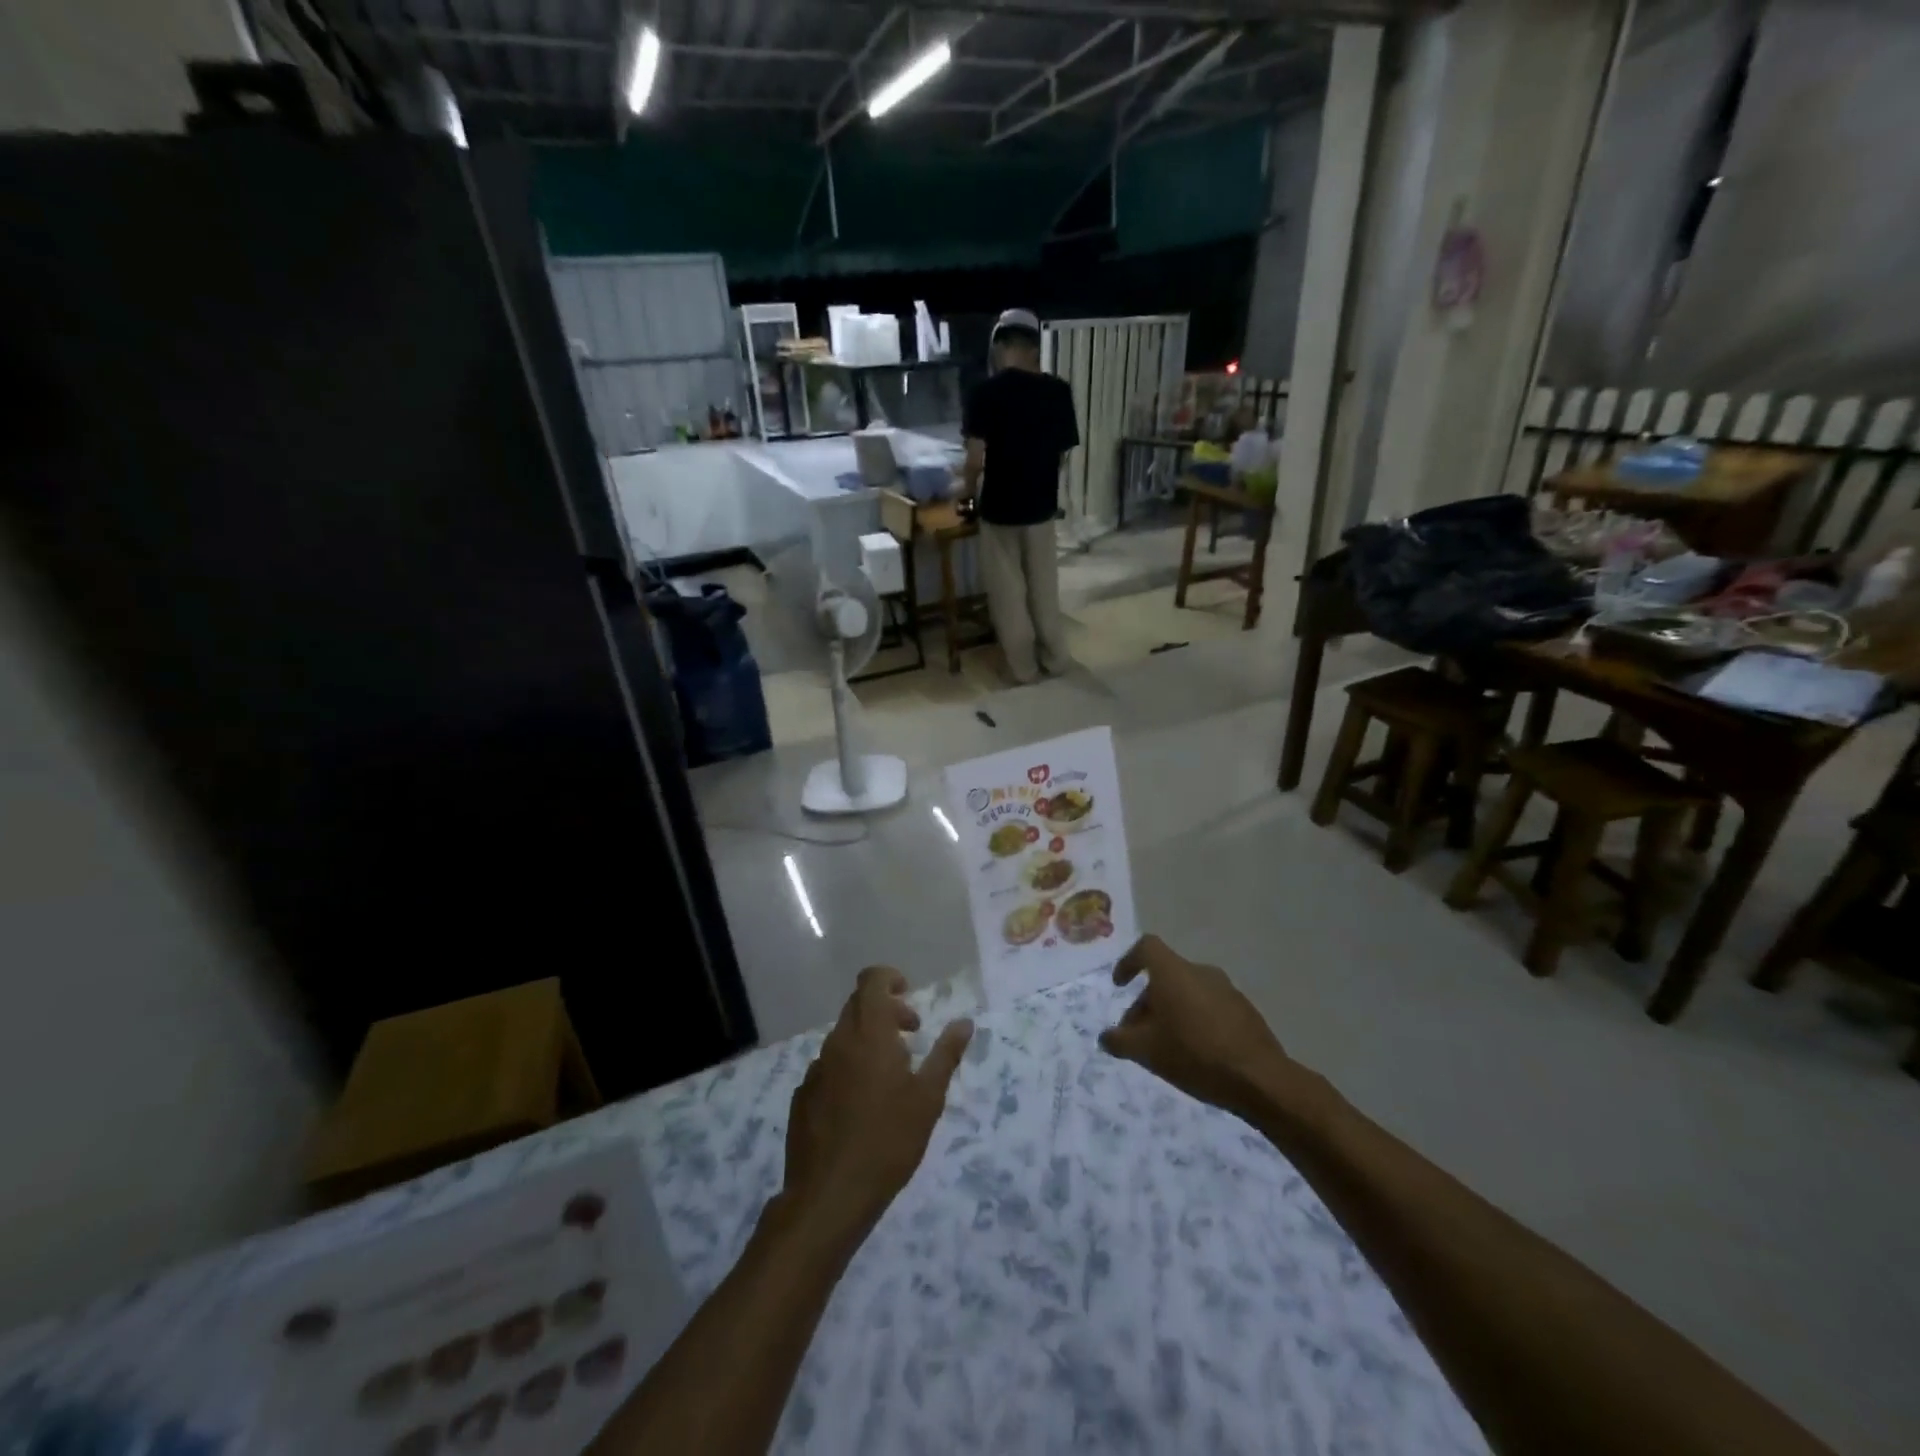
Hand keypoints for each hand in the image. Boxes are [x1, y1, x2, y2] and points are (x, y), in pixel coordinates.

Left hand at [779, 967, 971, 1246]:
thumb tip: (964, 1022)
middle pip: (857, 1005)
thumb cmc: (888, 1141)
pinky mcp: (802, 1096)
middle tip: (911, 1036)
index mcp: (868, 1033)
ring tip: (890, 1077)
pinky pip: (829, 1067)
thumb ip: (945, 1054)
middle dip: (886, 1011)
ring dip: (868, 1041)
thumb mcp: (928, 1098)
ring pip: (843, 1037)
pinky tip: (861, 1107)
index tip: (909, 997)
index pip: (871, 979)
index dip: (890, 978)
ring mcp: (815, 1069)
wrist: (829, 1196)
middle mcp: (837, 1042)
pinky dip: (848, 1069)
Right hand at [1099, 935, 1292, 1120]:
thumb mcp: (1146, 1051)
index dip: (1128, 961)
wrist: (1260, 1079)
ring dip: (1171, 1012)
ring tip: (1165, 1046)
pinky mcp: (1245, 1010)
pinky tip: (1195, 1052)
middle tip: (1137, 1034)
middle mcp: (1200, 971)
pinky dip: (1194, 1020)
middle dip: (1146, 1002)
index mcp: (1174, 972)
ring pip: (1187, 992)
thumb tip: (1105, 1037)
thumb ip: (1119, 1041)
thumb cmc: (1194, 1054)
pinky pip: (1209, 1006)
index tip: (1119, 985)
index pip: (1146, 947)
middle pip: (1165, 976)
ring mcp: (1226, 989)